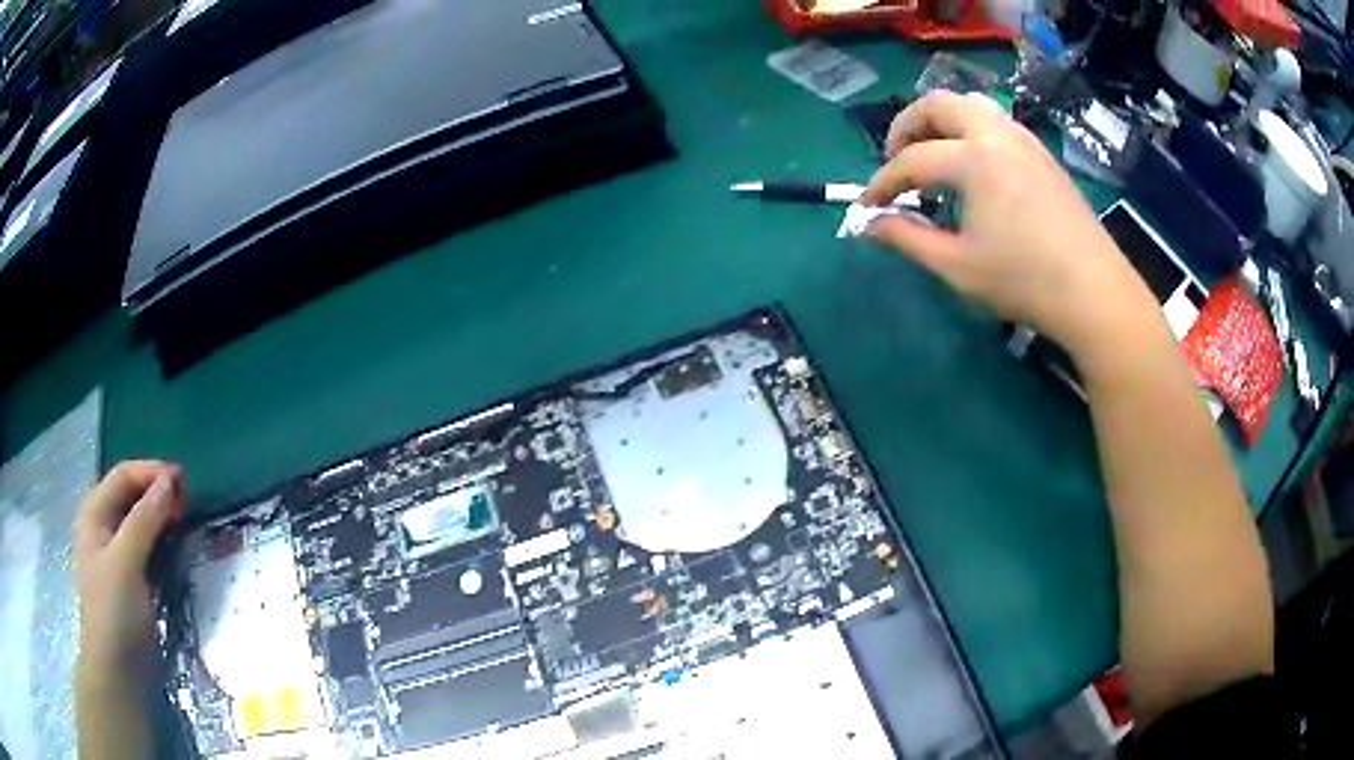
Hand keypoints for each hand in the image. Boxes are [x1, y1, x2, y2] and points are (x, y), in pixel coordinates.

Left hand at [74, 460, 186, 675]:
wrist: (118, 671)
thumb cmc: (114, 612)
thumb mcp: (125, 562)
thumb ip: (144, 520)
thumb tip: (169, 482)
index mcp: (95, 513)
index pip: (123, 476)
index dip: (152, 472)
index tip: (184, 482)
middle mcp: (104, 526)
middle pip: (132, 494)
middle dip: (159, 491)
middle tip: (189, 502)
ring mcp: (117, 554)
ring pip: (141, 520)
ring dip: (163, 515)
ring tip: (187, 520)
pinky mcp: (132, 579)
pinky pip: (148, 546)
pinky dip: (163, 539)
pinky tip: (177, 545)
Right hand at [860, 91, 1160, 366]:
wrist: (1095, 292)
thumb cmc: (1024, 281)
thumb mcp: (957, 266)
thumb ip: (907, 238)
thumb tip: (869, 223)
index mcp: (974, 158)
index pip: (911, 160)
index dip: (882, 183)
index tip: (867, 207)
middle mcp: (997, 134)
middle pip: (938, 104)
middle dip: (907, 126)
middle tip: (897, 160)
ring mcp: (1024, 140)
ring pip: (970, 106)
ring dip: (941, 124)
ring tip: (933, 159)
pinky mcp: (1042, 154)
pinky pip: (996, 123)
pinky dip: (970, 133)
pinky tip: (974, 170)